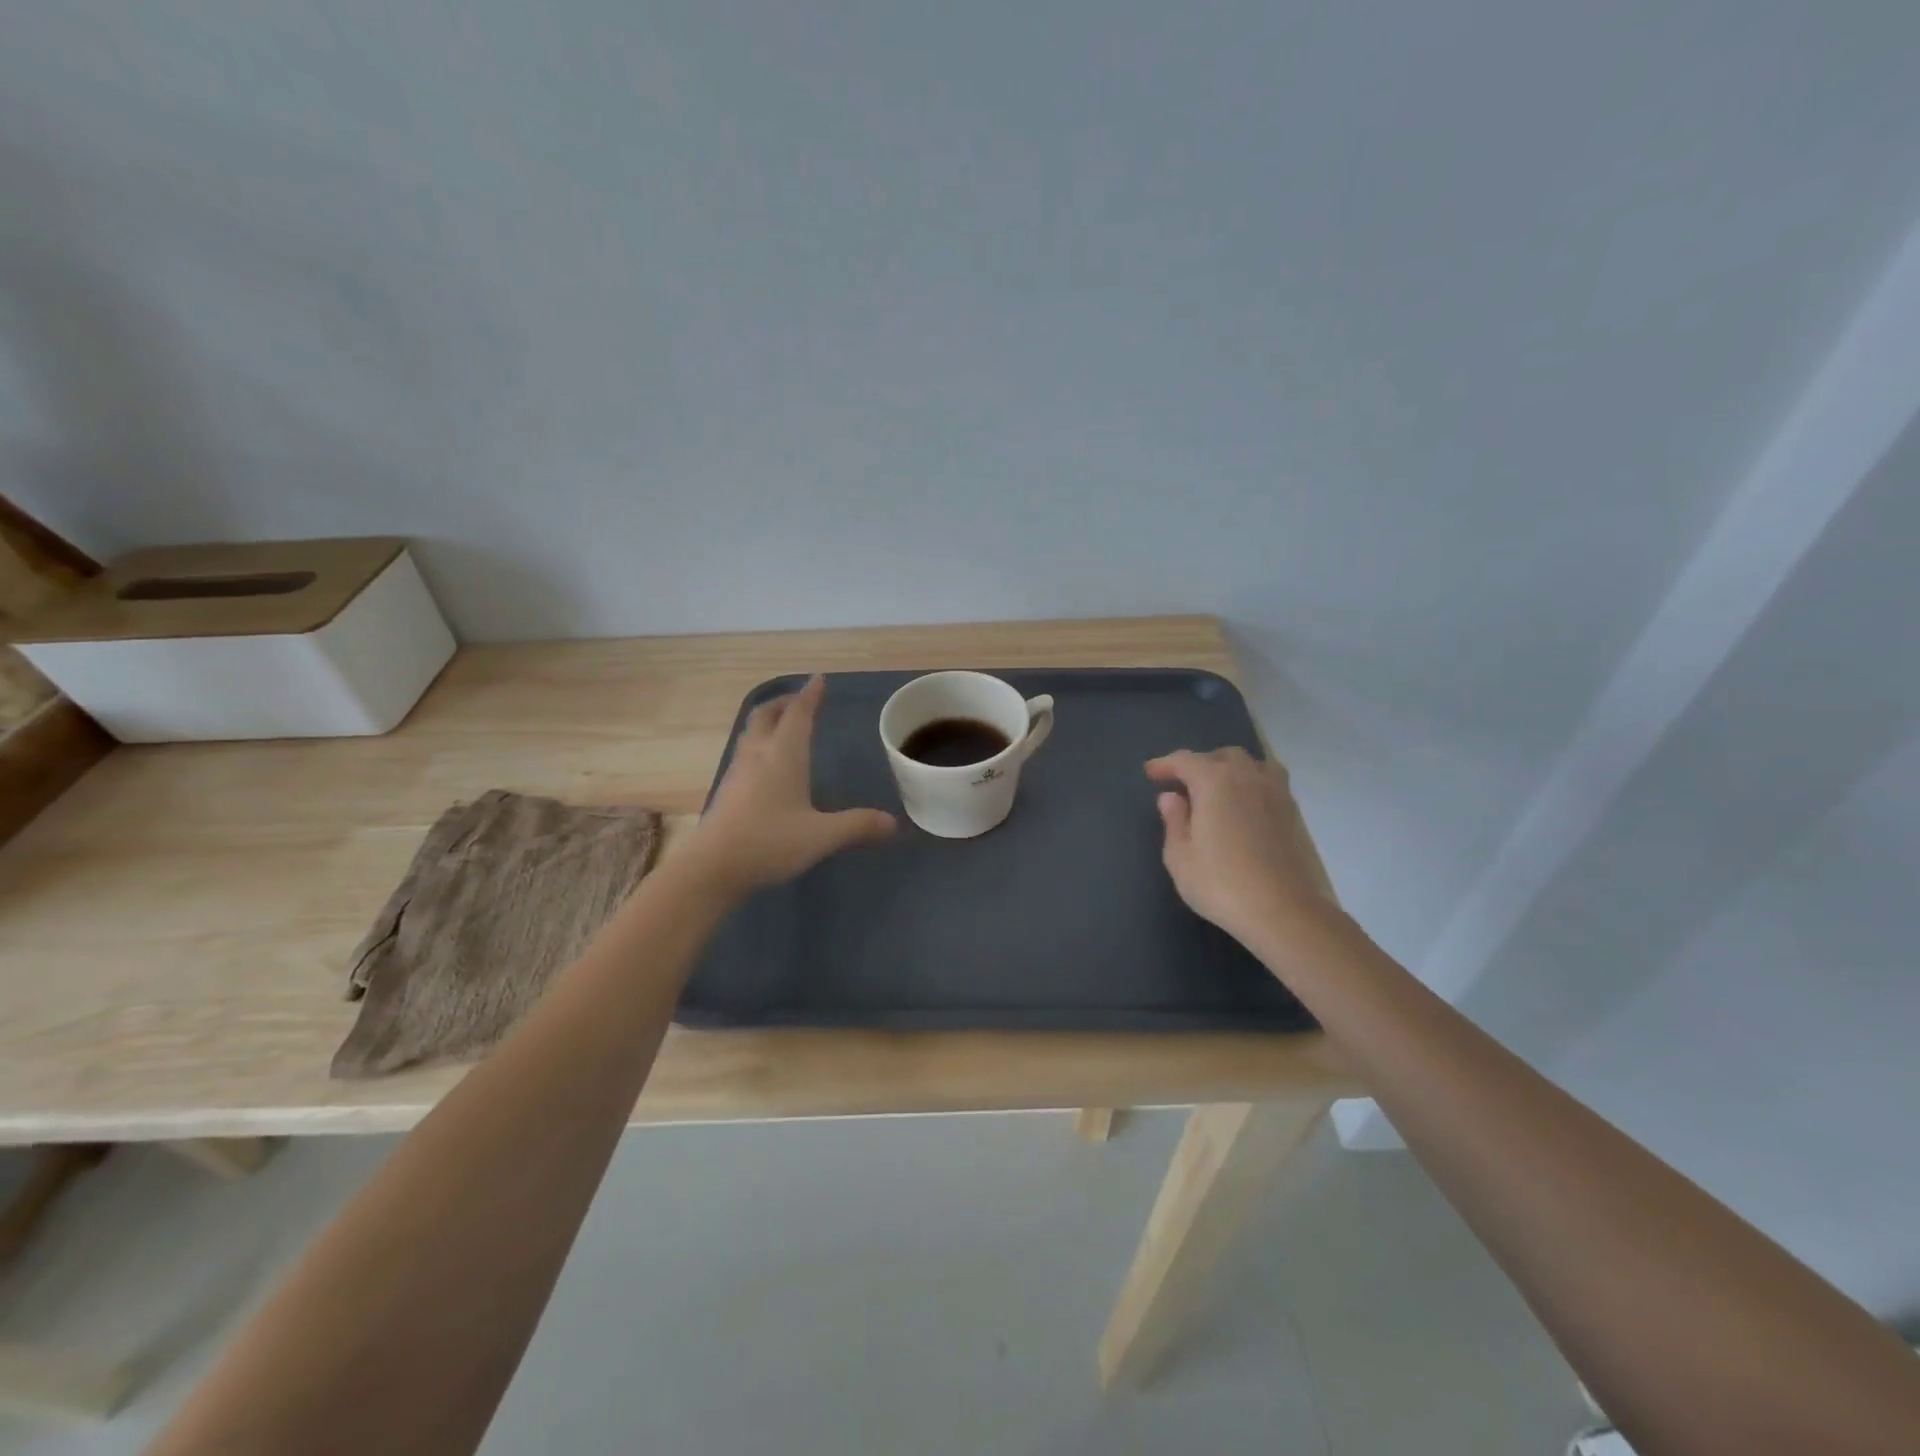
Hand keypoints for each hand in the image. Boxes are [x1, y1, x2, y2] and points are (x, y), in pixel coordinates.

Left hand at [682, 675, 896, 895]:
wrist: (711, 868)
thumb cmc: (769, 842)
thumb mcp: (821, 836)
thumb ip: (857, 826)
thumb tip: (893, 823)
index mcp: (783, 755)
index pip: (798, 714)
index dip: (809, 696)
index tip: (818, 679)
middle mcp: (758, 755)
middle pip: (766, 716)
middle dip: (783, 703)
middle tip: (799, 701)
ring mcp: (738, 773)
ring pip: (751, 734)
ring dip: (768, 722)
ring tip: (783, 727)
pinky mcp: (727, 792)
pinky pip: (745, 754)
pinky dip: (759, 745)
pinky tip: (767, 767)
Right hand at [1145, 748, 1339, 952]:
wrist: (1283, 911)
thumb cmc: (1221, 883)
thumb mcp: (1180, 857)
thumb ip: (1174, 821)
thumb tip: (1171, 798)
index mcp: (1214, 781)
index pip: (1185, 760)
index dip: (1165, 765)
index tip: (1151, 773)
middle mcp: (1247, 777)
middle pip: (1222, 756)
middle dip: (1199, 764)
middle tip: (1183, 786)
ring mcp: (1275, 792)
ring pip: (1252, 764)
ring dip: (1230, 769)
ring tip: (1217, 790)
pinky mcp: (1293, 812)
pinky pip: (1269, 781)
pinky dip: (1252, 783)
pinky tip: (1243, 806)